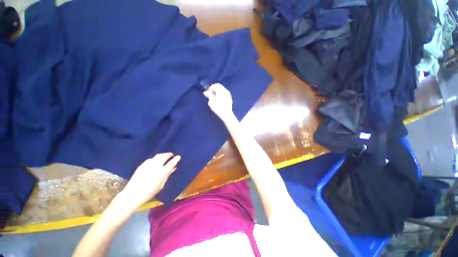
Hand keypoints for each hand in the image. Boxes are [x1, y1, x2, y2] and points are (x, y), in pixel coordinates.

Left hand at [120, 153, 180, 207]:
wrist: (133, 194)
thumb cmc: (149, 192)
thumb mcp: (161, 185)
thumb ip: (167, 175)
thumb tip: (173, 168)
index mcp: (162, 172)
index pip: (172, 162)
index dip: (176, 159)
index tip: (178, 157)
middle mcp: (156, 166)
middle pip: (164, 156)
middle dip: (169, 154)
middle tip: (171, 155)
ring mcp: (148, 165)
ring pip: (157, 156)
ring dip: (162, 155)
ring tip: (164, 156)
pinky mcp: (142, 165)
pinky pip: (150, 159)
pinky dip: (155, 159)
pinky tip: (155, 162)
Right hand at [203, 83, 233, 121]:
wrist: (226, 114)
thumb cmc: (218, 108)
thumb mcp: (211, 102)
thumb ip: (209, 95)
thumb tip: (205, 92)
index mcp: (221, 91)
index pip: (215, 86)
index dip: (210, 88)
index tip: (207, 91)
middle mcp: (225, 91)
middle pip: (219, 86)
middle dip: (214, 88)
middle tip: (210, 93)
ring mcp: (228, 94)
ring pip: (222, 89)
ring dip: (217, 91)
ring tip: (214, 96)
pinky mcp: (229, 98)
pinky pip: (224, 93)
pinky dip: (221, 93)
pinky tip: (218, 98)